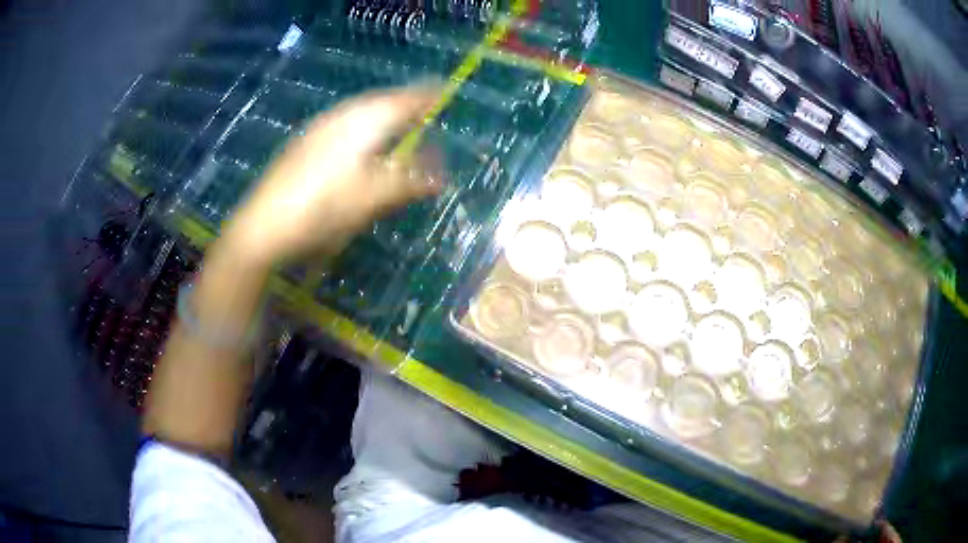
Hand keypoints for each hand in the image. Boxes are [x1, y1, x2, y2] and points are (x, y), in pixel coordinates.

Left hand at [222, 86, 442, 266]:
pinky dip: (362, 127)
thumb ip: (409, 182)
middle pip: (380, 101)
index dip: (426, 96)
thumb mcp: (372, 198)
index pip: (403, 100)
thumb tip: (442, 176)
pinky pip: (343, 123)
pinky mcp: (304, 144)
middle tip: (423, 109)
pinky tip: (359, 143)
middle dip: (404, 103)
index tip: (444, 92)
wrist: (263, 226)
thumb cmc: (323, 209)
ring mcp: (319, 128)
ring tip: (396, 124)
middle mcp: (341, 116)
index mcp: (363, 122)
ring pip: (359, 112)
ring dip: (382, 115)